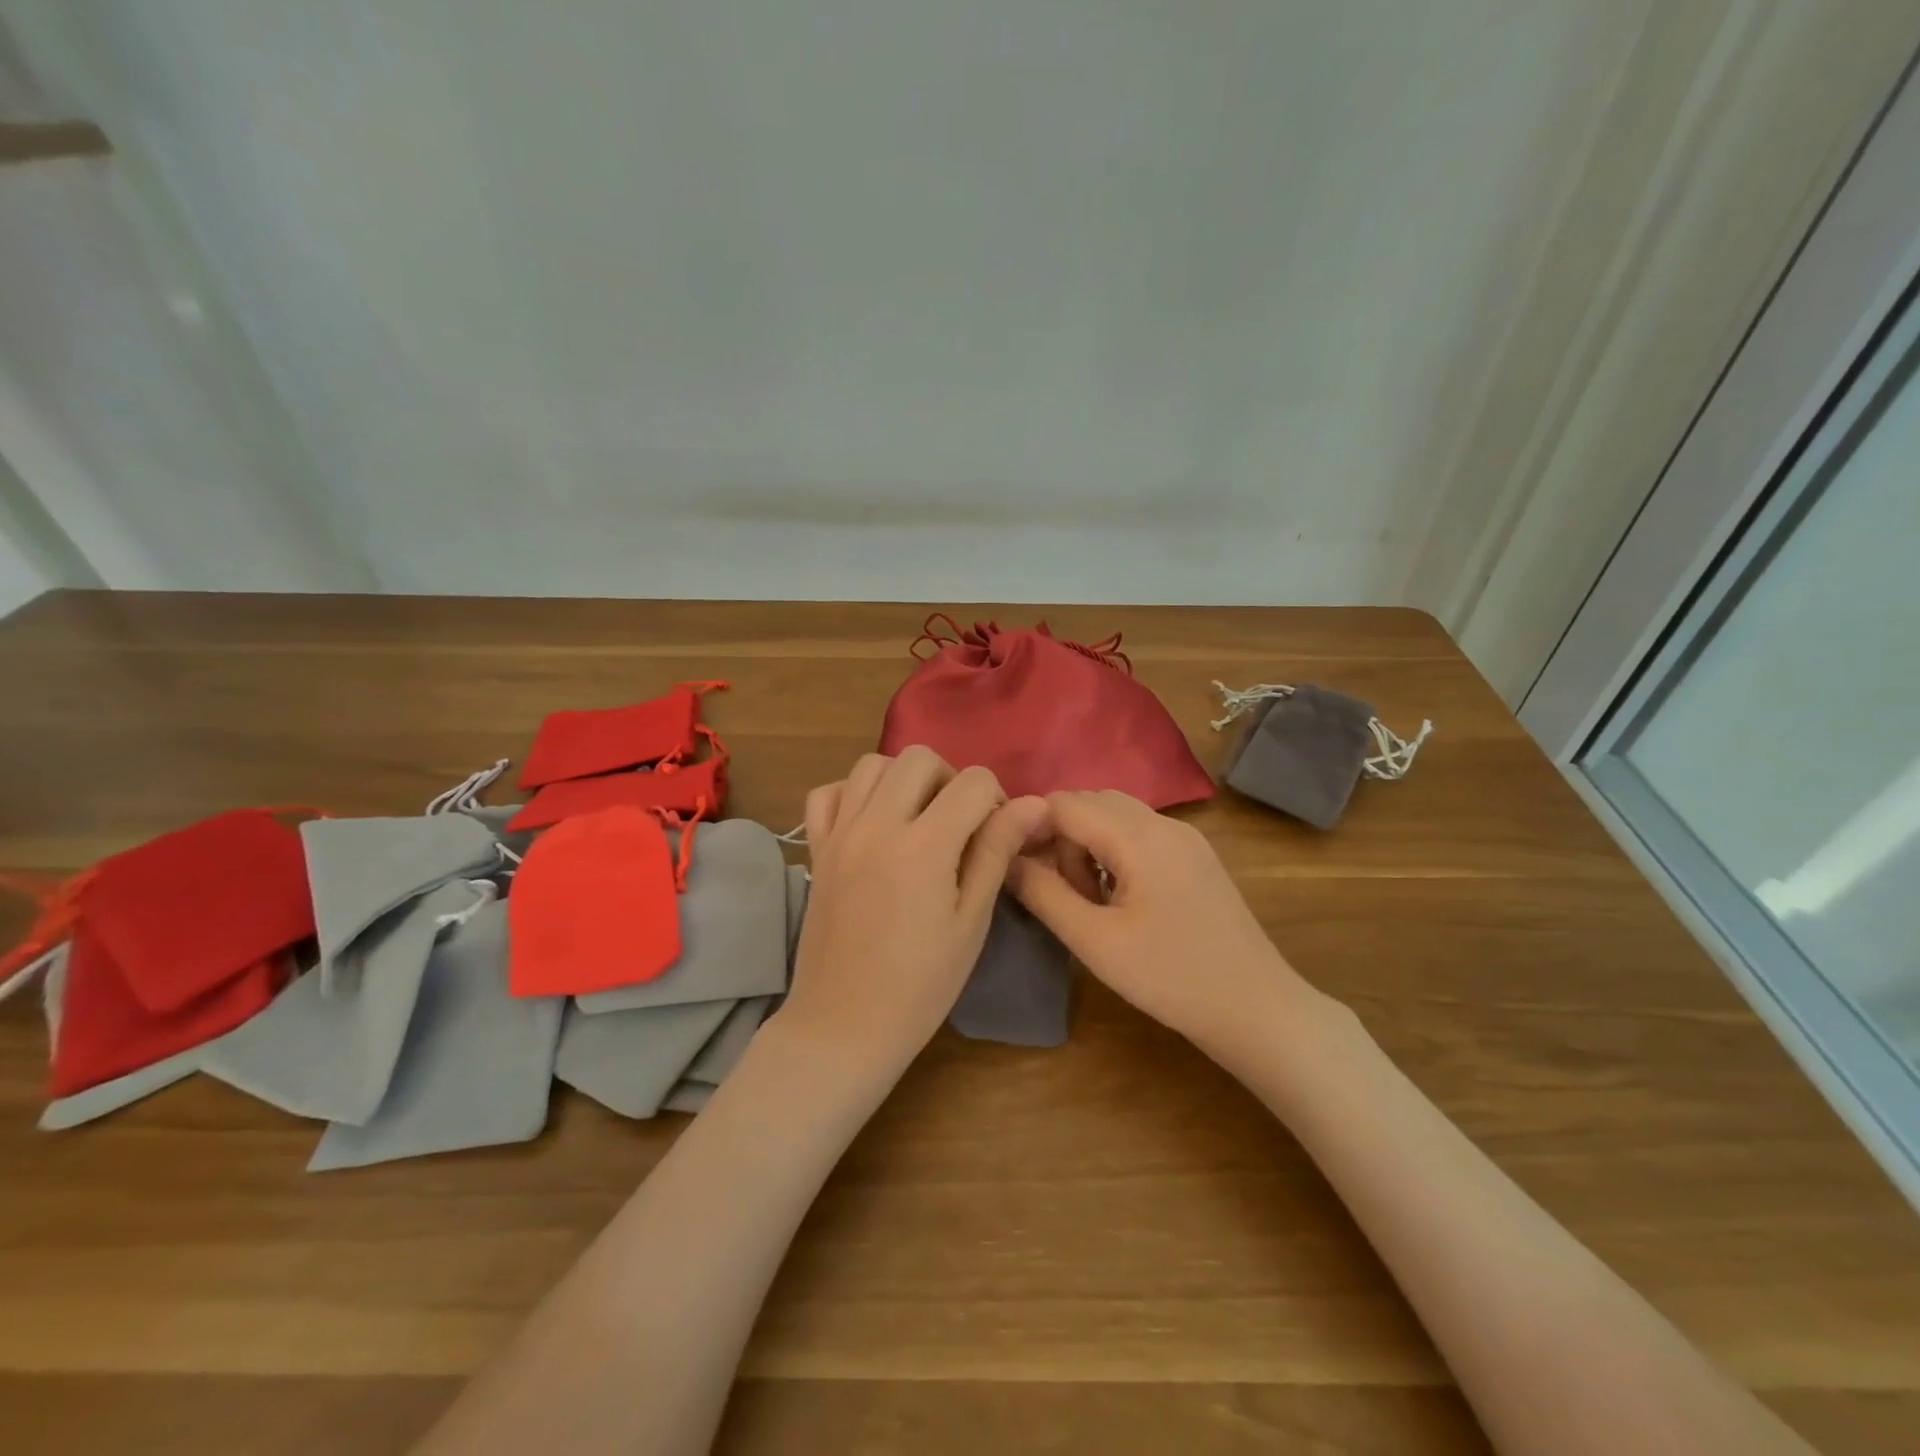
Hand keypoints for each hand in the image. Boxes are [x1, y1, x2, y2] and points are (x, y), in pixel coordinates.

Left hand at [778, 748, 1047, 1074]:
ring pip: (872, 764)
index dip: (997, 800)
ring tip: (917, 819)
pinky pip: (828, 793)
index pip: (972, 782)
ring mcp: (840, 834)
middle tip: (960, 824)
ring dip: (903, 779)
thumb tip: (1033, 804)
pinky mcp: (816, 849)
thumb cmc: (920, 984)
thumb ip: (996, 852)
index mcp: (923, 846)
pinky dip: (854, 794)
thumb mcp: (971, 921)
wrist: (843, 1026)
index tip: (997, 834)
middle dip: (951, 779)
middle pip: (919, 757)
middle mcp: (877, 825)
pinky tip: (872, 823)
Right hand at [1008, 790, 1323, 1054]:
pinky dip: (1115, 853)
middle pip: (1091, 802)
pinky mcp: (1195, 856)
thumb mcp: (1095, 941)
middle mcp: (1164, 823)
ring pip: (1115, 816)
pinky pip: (1140, 834)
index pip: (1066, 802)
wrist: (1256, 1009)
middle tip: (1062, 893)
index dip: (1032, 827)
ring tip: (1091, 902)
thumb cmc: (1170, 978)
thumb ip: (1043, 894)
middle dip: (1062, 838)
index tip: (1017, 867)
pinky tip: (1121, 901)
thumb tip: (1005, 859)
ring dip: (1088, 845)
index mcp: (1140, 836)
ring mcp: (1185, 838)